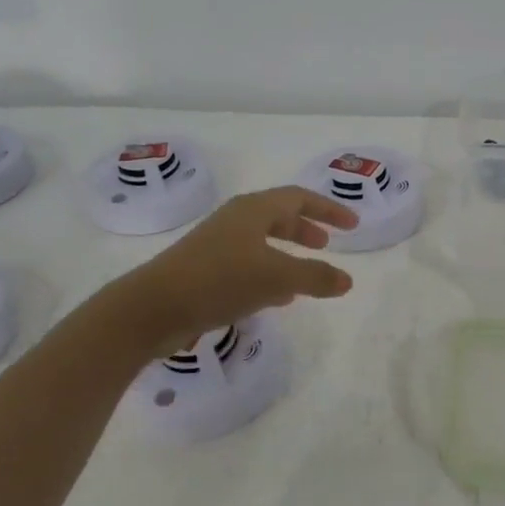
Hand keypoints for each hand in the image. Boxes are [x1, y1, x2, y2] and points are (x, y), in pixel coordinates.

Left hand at [101, 186, 358, 357]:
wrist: (152, 308)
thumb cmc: (219, 280)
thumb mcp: (276, 278)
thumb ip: (315, 277)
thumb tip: (347, 280)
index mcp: (253, 210)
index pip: (299, 198)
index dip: (328, 209)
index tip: (352, 225)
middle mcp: (235, 220)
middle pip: (278, 216)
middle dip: (305, 229)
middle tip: (326, 244)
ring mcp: (217, 244)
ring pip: (261, 241)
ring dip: (287, 253)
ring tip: (305, 275)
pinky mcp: (204, 270)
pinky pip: (247, 263)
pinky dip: (268, 273)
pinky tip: (274, 298)